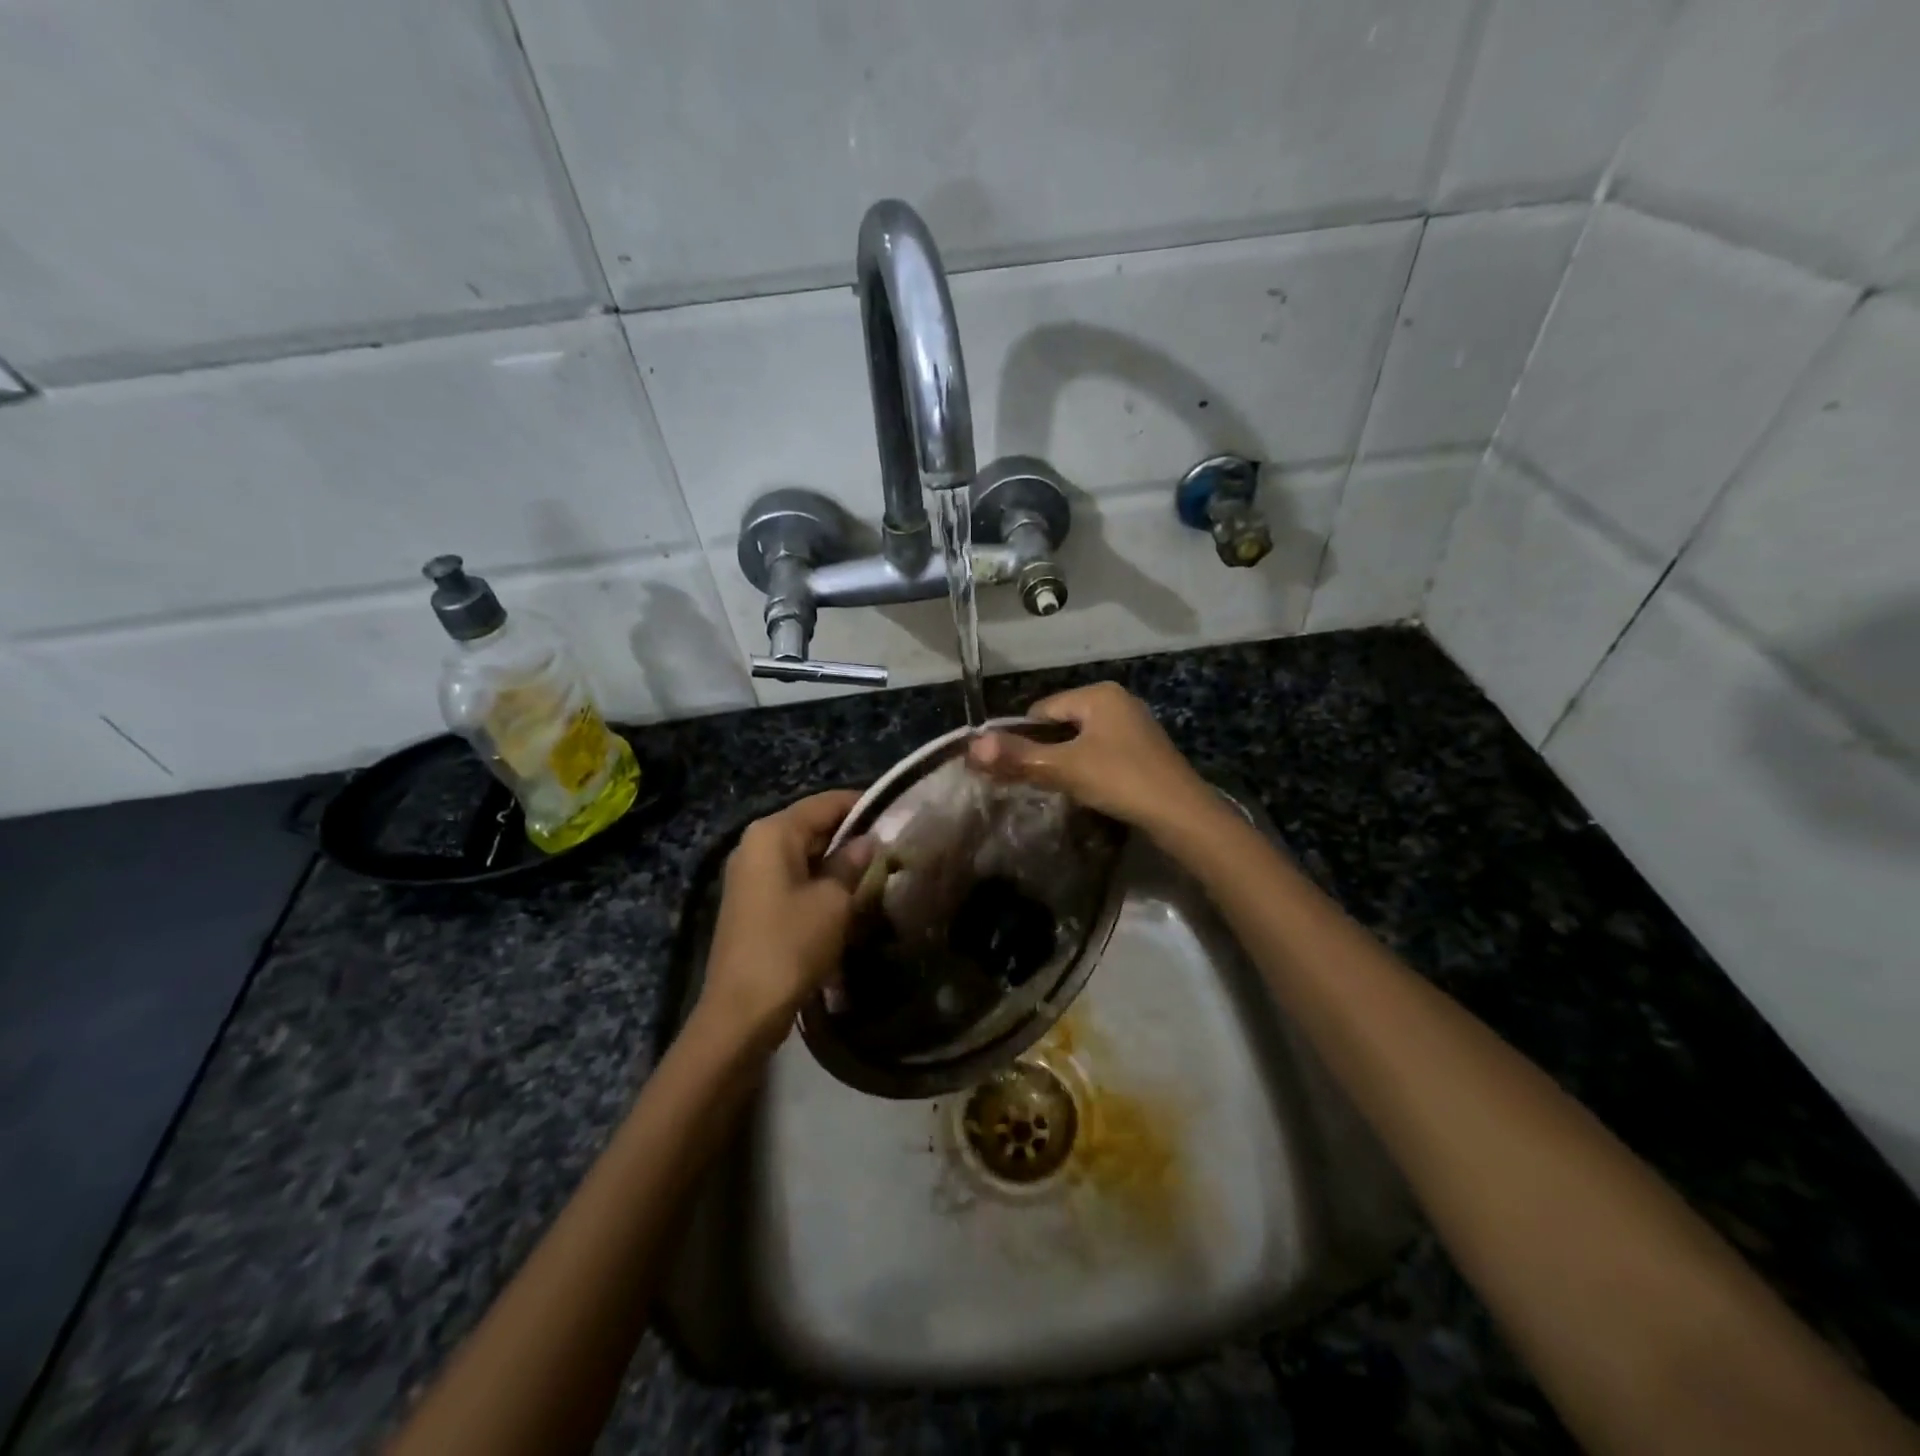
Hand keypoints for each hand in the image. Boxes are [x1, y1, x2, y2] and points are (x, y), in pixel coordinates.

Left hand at [697, 790, 872, 1048]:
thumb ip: (852, 864)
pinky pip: (792, 877)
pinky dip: (819, 882)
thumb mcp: (833, 902)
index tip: (897, 814)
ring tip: (877, 871)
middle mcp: (756, 844)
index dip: (862, 805)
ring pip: (803, 854)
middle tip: (893, 847)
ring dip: (837, 862)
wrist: (742, 1010)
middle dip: (851, 836)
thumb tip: (869, 842)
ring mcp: (750, 874)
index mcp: (773, 833)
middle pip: (812, 826)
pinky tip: (847, 897)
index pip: (826, 803)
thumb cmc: (790, 945)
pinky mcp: (752, 901)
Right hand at [966, 683, 1217, 838]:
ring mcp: (1133, 724)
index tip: (1010, 768)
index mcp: (1097, 694)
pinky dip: (1087, 767)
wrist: (1182, 814)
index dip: (1021, 738)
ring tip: (1057, 788)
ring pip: (1081, 739)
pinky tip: (1086, 789)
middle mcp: (1117, 700)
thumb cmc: (1120, 780)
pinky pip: (1101, 751)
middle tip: (1030, 781)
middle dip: (1043, 750)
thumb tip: (971, 746)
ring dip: (1064, 761)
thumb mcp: (1064, 767)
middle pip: (1061, 723)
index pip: (1041, 710)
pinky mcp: (1143, 749)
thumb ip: (1018, 755)